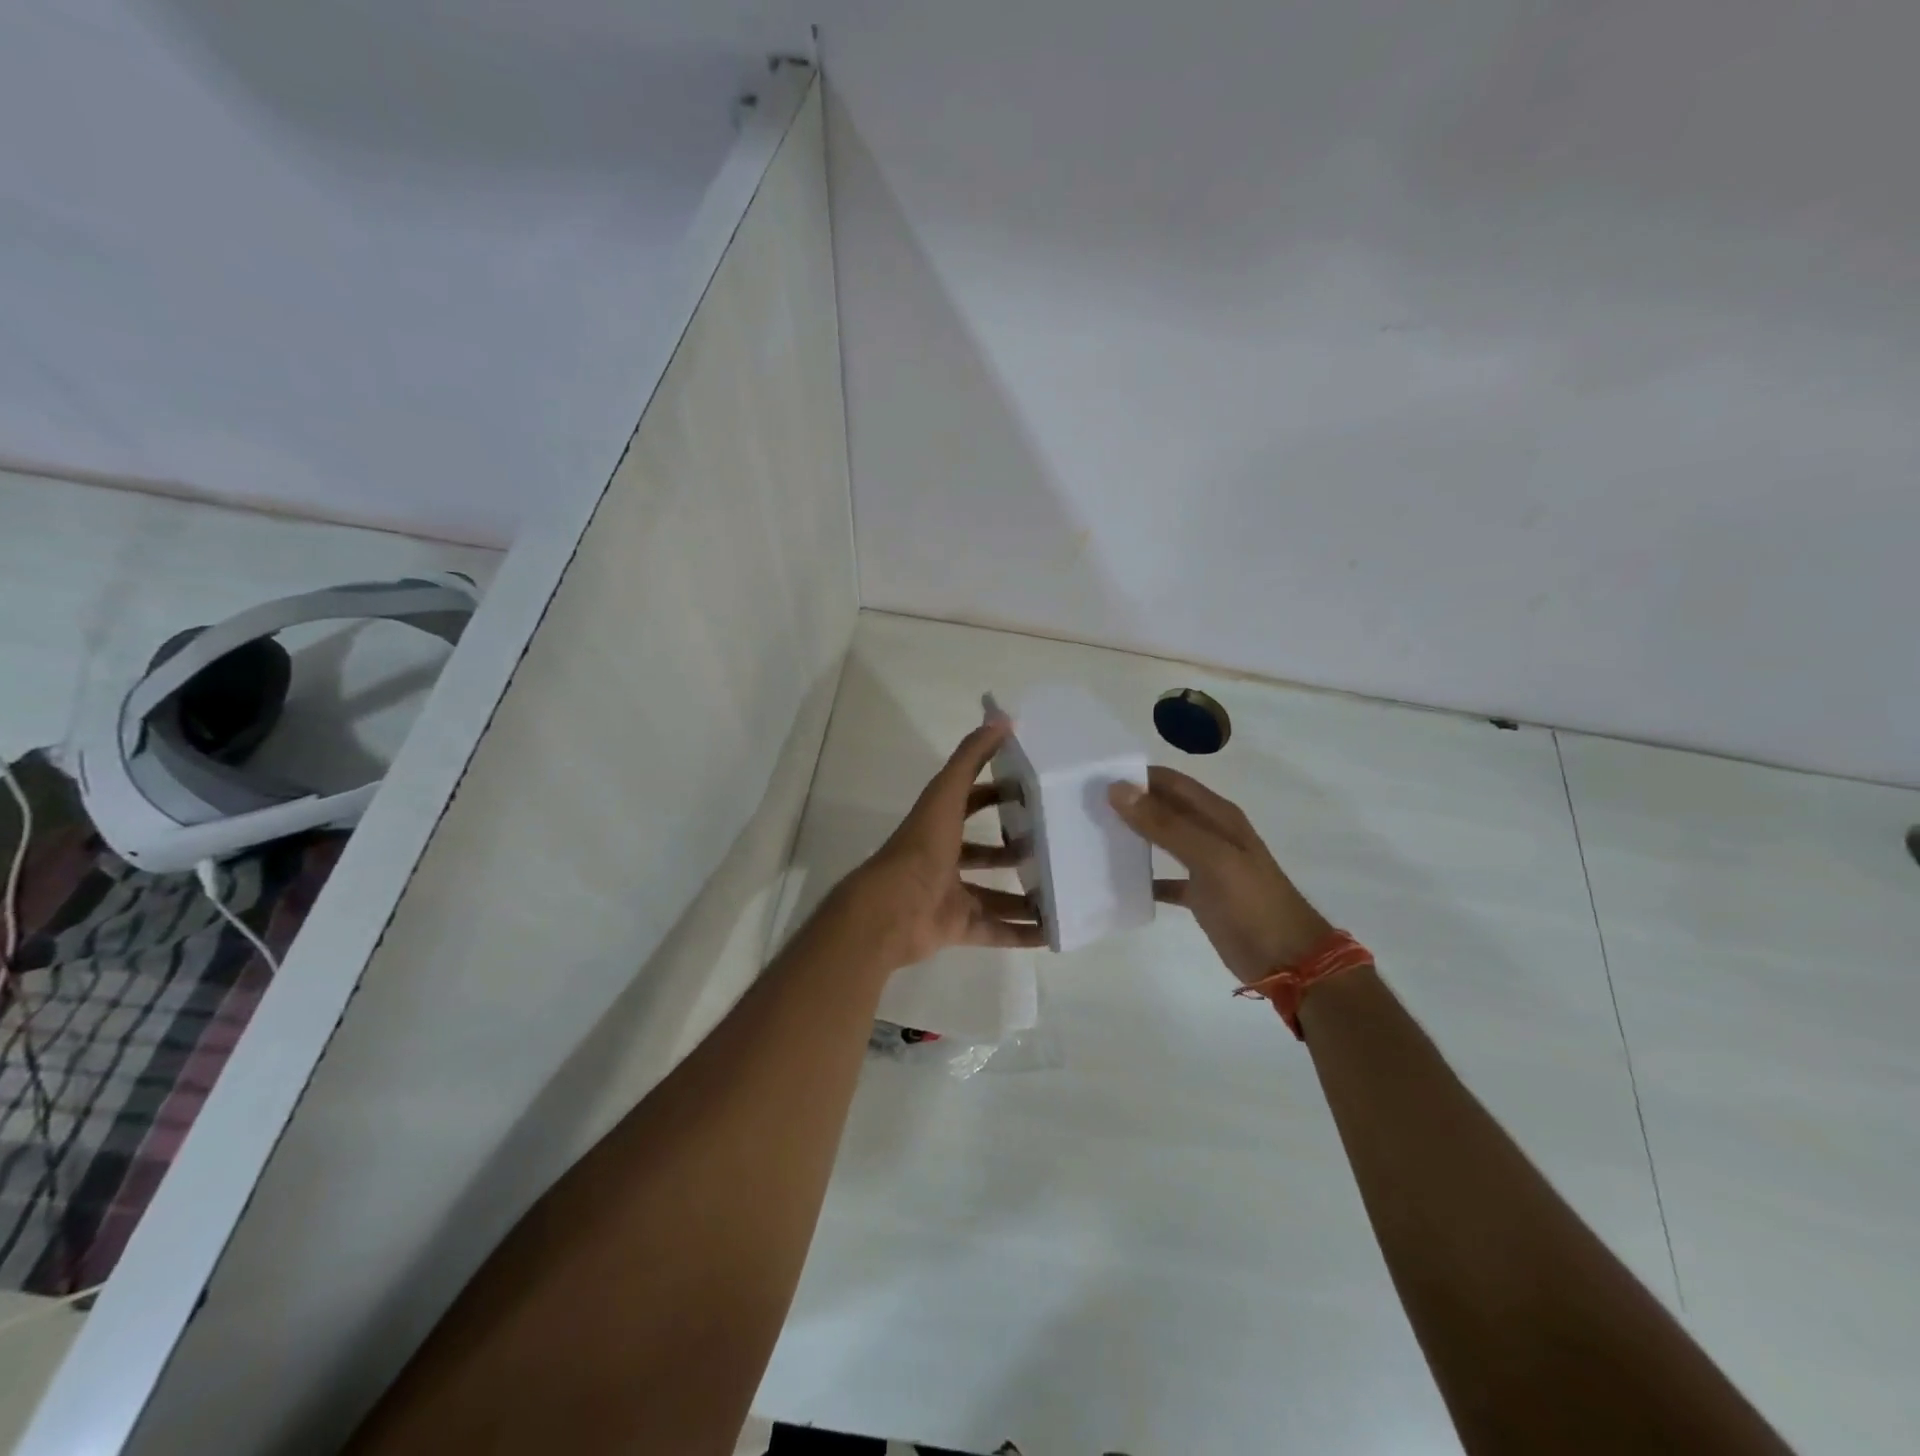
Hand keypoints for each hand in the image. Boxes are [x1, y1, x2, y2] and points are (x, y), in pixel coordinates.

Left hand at [841, 715, 1045, 972]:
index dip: (997, 794)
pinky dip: (1021, 934)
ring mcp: (950, 895)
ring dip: (1023, 895)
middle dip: (1014, 850)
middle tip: (1054, 847)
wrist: (891, 911)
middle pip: (984, 852)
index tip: (1032, 792)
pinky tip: (1053, 933)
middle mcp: (944, 859)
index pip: (971, 802)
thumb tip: (1001, 717)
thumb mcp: (947, 795)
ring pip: (993, 895)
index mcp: (939, 826)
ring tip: (1061, 891)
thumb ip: (970, 758)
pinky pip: (995, 931)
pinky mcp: (957, 927)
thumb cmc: (921, 848)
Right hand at [1109, 766, 1332, 986]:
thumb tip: (1118, 789)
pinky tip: (1118, 882)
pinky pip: (1165, 879)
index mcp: (1217, 815)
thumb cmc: (1252, 903)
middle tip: (1084, 806)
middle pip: (1163, 807)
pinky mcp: (1201, 895)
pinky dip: (1144, 878)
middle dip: (1129, 803)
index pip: (1170, 781)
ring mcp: (1206, 864)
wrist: (1289, 960)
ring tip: (1093, 835)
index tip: (1095, 778)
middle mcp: (1211, 833)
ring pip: (1162, 839)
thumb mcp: (1210, 858)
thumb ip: (1165, 824)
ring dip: (1133, 835)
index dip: (1136, 776)